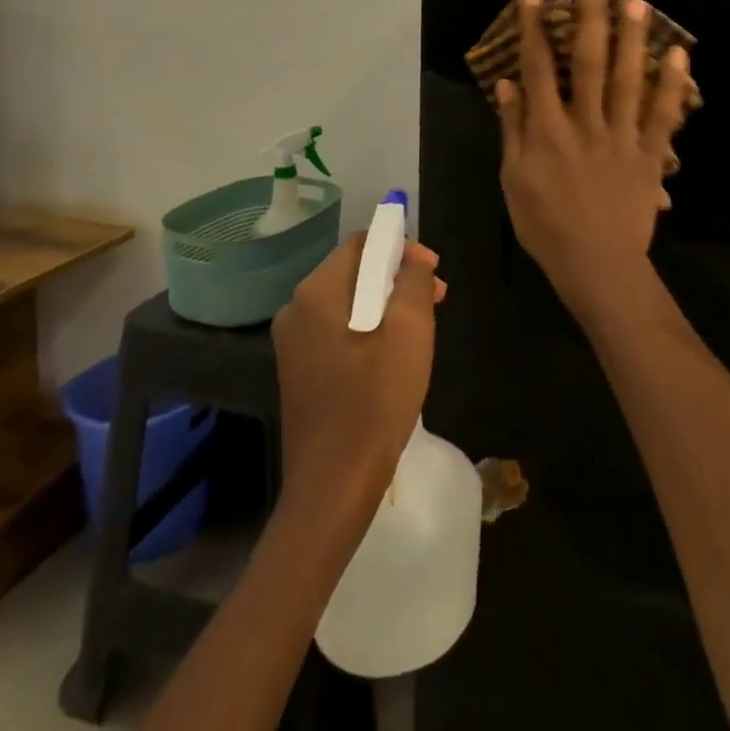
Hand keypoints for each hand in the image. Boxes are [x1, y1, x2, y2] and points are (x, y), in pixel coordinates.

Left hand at [272, 232, 445, 513]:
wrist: (333, 486)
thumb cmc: (375, 400)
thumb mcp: (409, 330)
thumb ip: (413, 279)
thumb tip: (413, 259)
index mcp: (317, 291)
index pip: (362, 243)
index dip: (401, 247)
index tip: (434, 272)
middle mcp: (296, 309)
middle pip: (354, 271)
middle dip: (397, 278)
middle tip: (436, 298)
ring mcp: (293, 343)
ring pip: (348, 303)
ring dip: (386, 305)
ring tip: (421, 328)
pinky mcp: (299, 372)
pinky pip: (338, 331)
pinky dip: (368, 330)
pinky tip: (393, 356)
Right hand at [495, 0, 692, 323]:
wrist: (597, 265)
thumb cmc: (546, 224)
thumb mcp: (514, 179)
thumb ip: (513, 128)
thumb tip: (507, 84)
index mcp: (548, 130)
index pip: (537, 69)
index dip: (534, 28)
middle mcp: (585, 123)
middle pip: (588, 62)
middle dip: (590, 18)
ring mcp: (622, 136)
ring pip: (628, 79)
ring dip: (632, 38)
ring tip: (636, 2)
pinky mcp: (650, 154)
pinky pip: (663, 115)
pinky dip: (672, 84)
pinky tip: (679, 53)